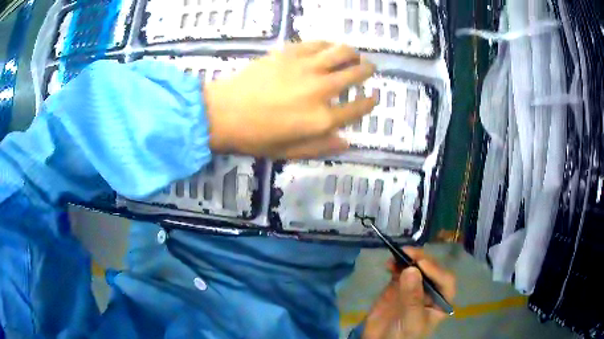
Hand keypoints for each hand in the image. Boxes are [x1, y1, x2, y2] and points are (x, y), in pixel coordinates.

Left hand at [204, 41, 376, 158]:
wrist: (223, 112)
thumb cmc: (255, 137)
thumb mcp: (289, 152)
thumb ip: (321, 147)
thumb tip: (347, 141)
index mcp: (322, 119)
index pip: (358, 108)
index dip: (370, 102)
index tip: (374, 97)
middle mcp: (321, 89)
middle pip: (355, 73)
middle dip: (367, 70)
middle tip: (369, 68)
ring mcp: (306, 67)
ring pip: (341, 51)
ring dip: (353, 53)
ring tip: (353, 55)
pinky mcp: (290, 52)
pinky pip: (318, 43)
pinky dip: (328, 44)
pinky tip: (328, 47)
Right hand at [363, 247, 455, 338]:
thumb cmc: (402, 337)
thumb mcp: (411, 321)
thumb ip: (413, 298)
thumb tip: (412, 269)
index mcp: (440, 302)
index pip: (446, 281)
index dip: (437, 270)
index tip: (421, 263)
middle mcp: (430, 291)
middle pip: (432, 270)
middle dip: (422, 260)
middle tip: (408, 253)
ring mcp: (414, 287)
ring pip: (416, 267)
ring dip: (408, 258)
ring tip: (397, 254)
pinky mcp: (398, 285)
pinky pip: (400, 270)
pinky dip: (395, 264)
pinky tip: (389, 263)